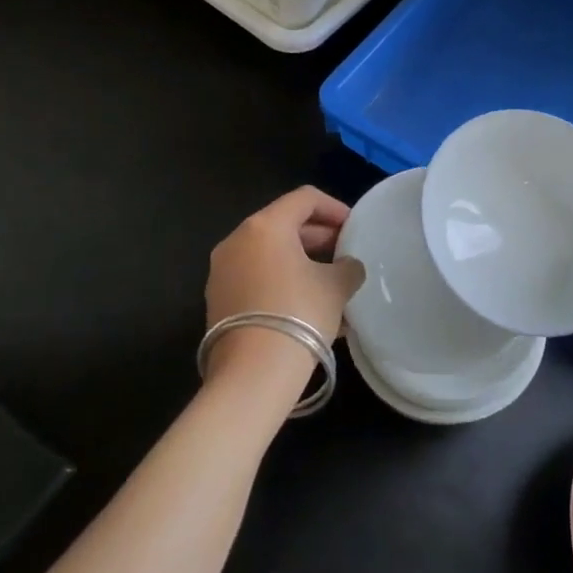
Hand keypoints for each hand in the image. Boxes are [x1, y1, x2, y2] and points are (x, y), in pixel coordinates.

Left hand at [204, 187, 364, 382]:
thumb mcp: (336, 286)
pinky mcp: (218, 300)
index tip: (354, 227)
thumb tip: (347, 266)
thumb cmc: (299, 314)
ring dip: (302, 263)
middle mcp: (237, 240)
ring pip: (270, 254)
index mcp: (265, 226)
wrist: (253, 374)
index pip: (305, 199)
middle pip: (284, 224)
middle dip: (319, 237)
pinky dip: (283, 282)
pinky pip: (257, 278)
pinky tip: (309, 308)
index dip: (335, 208)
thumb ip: (348, 267)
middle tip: (345, 255)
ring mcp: (222, 271)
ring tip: (332, 285)